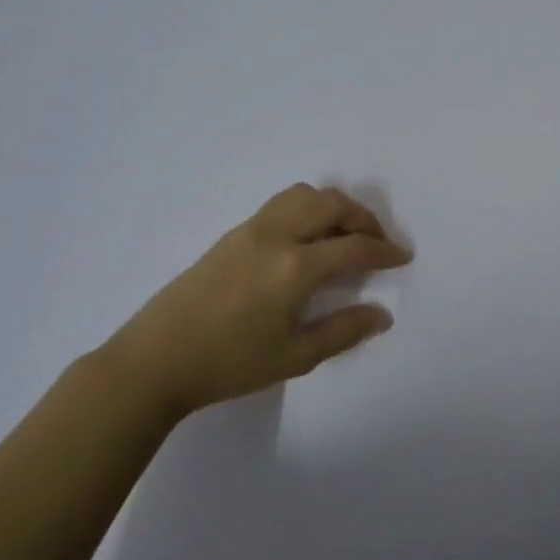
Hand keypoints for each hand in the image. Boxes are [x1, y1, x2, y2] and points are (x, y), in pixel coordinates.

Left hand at [98, 184, 411, 418]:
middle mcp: (276, 236)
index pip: (354, 247)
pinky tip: (306, 241)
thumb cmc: (230, 364)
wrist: (156, 360)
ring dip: (333, 207)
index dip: (385, 251)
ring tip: (342, 235)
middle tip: (377, 243)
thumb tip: (382, 314)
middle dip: (363, 218)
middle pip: (331, 204)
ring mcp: (250, 230)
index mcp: (296, 267)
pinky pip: (281, 204)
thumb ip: (344, 331)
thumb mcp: (295, 356)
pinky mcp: (232, 235)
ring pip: (303, 195)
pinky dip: (307, 209)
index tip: (403, 257)